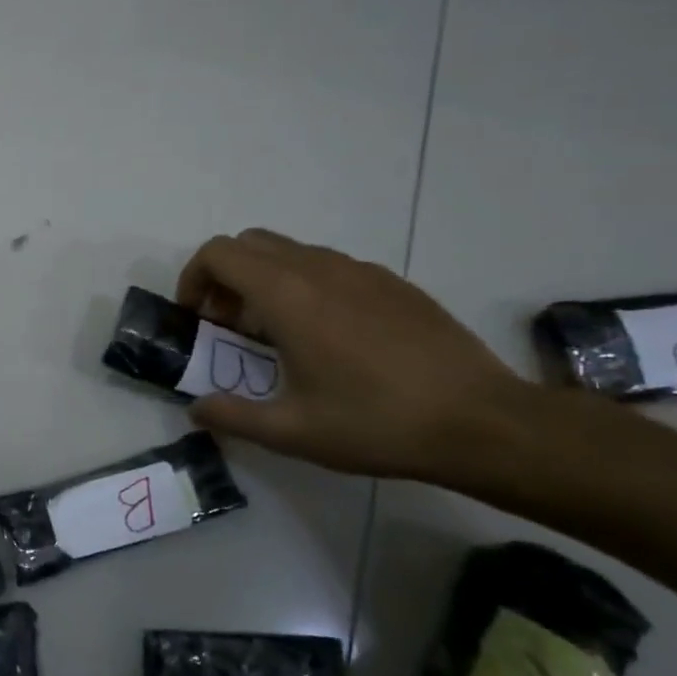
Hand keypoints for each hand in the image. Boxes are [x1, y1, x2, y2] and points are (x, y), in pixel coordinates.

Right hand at [176, 230, 527, 479]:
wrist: (483, 422)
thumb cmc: (376, 423)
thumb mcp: (291, 432)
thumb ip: (231, 416)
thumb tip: (196, 409)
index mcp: (287, 295)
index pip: (218, 254)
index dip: (193, 279)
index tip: (197, 319)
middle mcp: (319, 268)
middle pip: (249, 243)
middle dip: (225, 277)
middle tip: (229, 326)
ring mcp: (361, 271)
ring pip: (290, 251)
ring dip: (264, 280)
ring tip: (276, 334)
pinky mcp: (393, 282)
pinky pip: (329, 266)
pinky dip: (305, 285)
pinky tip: (329, 337)